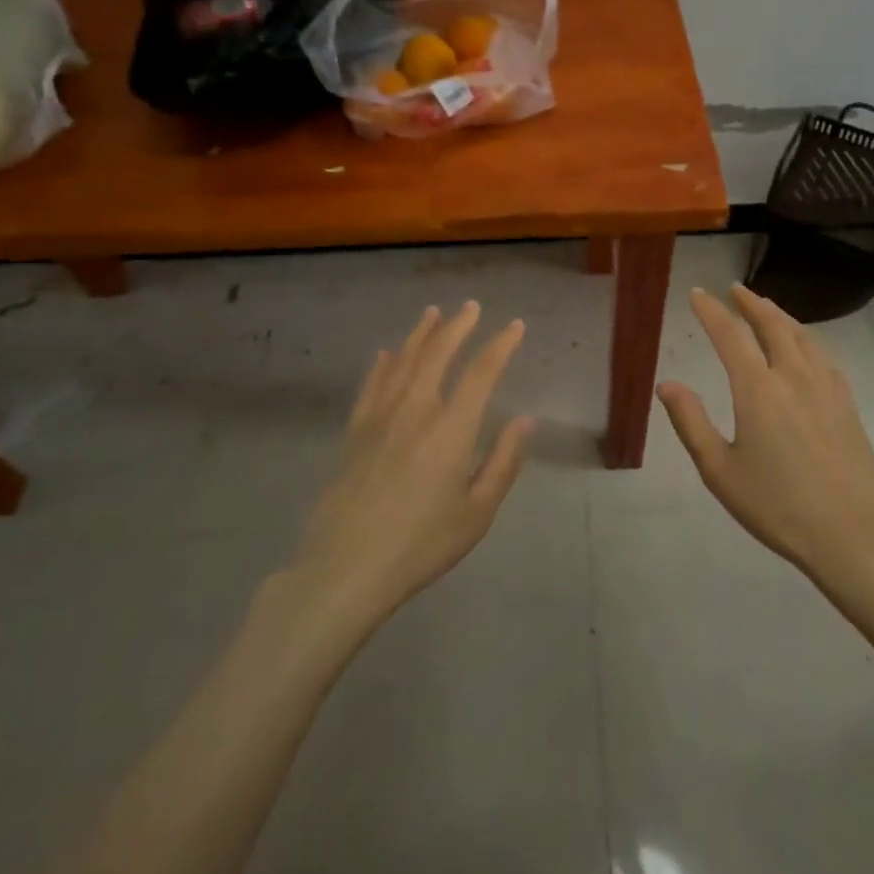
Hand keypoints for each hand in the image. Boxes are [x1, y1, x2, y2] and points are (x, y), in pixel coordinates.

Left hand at [297, 302, 533, 618]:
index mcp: (451, 429)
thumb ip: (503, 462)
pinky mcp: (354, 433)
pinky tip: (385, 354)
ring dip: (420, 334)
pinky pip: (371, 386)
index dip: (500, 345)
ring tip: (432, 313)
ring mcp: (380, 418)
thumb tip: (526, 421)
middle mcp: (416, 410)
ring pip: (402, 361)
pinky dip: (381, 365)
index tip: (515, 326)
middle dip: (457, 326)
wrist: (347, 567)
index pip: (481, 373)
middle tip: (471, 306)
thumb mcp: (477, 512)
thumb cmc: (422, 543)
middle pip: (437, 354)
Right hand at [657, 285, 873, 584]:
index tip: (697, 293)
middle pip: (772, 324)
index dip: (711, 311)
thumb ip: (691, 422)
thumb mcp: (720, 471)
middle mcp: (793, 376)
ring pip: (802, 335)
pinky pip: (823, 355)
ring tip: (765, 307)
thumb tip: (667, 384)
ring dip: (779, 315)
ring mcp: (826, 387)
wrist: (851, 534)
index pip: (730, 335)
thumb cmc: (776, 505)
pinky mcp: (846, 403)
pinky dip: (805, 338)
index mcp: (758, 390)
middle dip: (750, 303)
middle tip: (734, 289)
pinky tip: (804, 347)